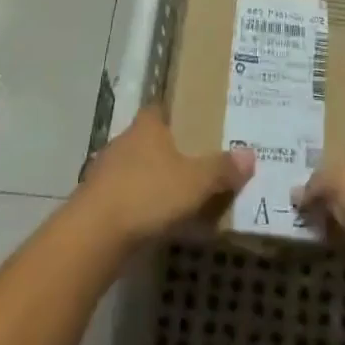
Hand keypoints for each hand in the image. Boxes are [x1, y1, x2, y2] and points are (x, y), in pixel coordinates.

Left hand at [78, 107, 253, 250]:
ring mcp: (106, 171)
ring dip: (153, 179)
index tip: (196, 122)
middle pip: (149, 139)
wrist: (93, 235)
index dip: (178, 114)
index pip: (161, 108)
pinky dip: (140, 204)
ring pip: (136, 168)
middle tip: (197, 162)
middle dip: (169, 150)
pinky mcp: (96, 202)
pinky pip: (126, 196)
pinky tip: (156, 221)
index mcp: (147, 126)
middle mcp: (124, 141)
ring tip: (180, 195)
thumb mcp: (195, 182)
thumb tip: (250, 154)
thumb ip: (222, 169)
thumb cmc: (148, 194)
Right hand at [296, 153, 344, 328]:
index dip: (332, 159)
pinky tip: (316, 252)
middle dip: (328, 195)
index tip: (301, 166)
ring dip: (332, 226)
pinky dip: (341, 254)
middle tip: (291, 199)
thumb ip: (319, 182)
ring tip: (295, 226)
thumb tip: (297, 193)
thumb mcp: (344, 179)